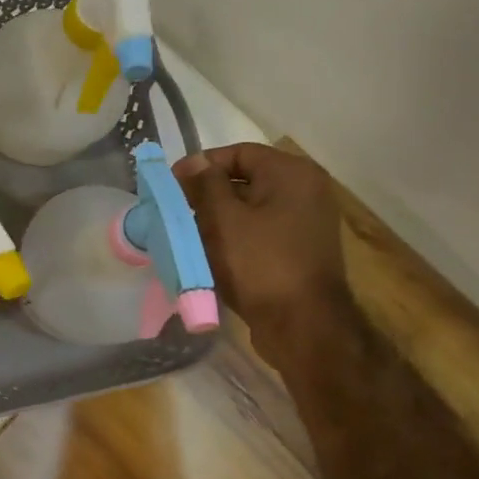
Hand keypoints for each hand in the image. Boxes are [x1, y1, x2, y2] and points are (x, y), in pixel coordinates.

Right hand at [173, 143, 350, 370]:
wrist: (302, 325)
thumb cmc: (259, 264)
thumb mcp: (223, 219)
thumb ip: (206, 184)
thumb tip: (197, 162)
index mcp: (292, 174)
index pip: (239, 153)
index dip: (201, 165)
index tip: (172, 184)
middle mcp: (306, 190)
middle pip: (246, 179)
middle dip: (208, 193)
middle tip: (176, 210)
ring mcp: (307, 221)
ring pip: (251, 207)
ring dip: (219, 217)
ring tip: (187, 232)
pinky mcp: (301, 248)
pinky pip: (261, 230)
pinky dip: (235, 236)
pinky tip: (210, 252)